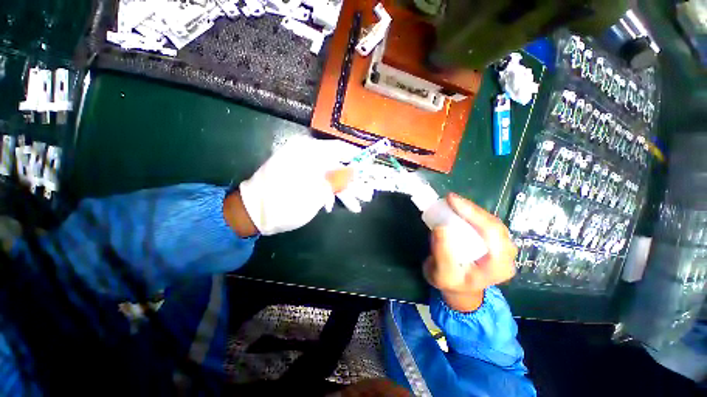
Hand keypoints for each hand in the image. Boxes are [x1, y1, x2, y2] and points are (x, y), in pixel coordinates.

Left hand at [238, 136, 359, 234]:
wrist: (251, 212)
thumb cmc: (283, 205)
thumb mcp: (314, 195)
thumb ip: (337, 181)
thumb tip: (354, 172)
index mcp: (309, 152)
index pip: (341, 149)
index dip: (358, 159)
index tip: (370, 170)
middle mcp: (306, 153)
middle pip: (338, 164)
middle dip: (352, 181)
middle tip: (366, 195)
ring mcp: (301, 164)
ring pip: (329, 173)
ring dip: (342, 189)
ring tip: (356, 204)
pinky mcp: (298, 174)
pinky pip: (318, 178)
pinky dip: (328, 190)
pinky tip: (333, 204)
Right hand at [423, 193, 516, 311]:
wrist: (459, 289)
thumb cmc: (451, 283)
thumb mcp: (442, 273)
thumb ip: (442, 253)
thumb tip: (441, 227)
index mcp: (499, 266)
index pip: (492, 233)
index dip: (472, 213)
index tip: (451, 199)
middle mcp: (506, 254)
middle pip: (493, 224)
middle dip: (471, 209)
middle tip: (450, 199)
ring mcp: (502, 247)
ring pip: (490, 221)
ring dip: (471, 210)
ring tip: (453, 202)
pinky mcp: (493, 241)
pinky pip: (484, 223)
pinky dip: (470, 214)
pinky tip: (458, 209)